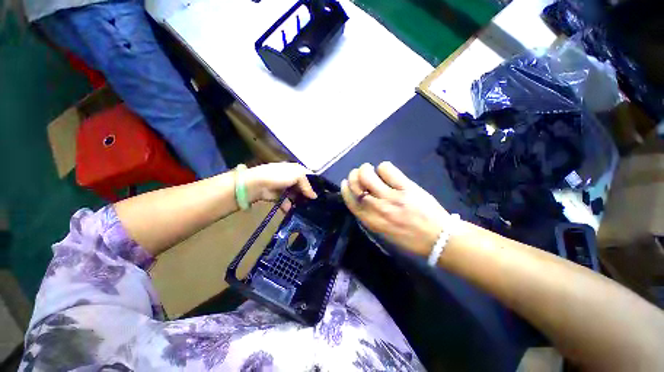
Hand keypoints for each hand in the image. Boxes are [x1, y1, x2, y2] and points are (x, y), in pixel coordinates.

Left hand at [246, 163, 317, 203]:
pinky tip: (293, 210)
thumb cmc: (280, 176)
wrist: (258, 184)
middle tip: (314, 203)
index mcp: (295, 169)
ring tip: (306, 209)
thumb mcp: (298, 175)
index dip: (314, 184)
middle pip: (302, 187)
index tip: (321, 194)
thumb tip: (314, 196)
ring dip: (299, 202)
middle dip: (307, 195)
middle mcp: (290, 177)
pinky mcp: (277, 196)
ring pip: (295, 195)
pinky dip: (289, 206)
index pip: (308, 176)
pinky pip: (286, 202)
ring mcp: (283, 187)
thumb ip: (307, 185)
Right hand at [341, 162, 448, 255]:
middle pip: (356, 186)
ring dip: (365, 169)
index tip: (345, 182)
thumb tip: (363, 199)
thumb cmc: (410, 239)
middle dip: (353, 176)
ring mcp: (392, 197)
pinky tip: (387, 172)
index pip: (351, 201)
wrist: (439, 239)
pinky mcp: (406, 188)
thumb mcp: (384, 233)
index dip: (345, 189)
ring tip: (370, 169)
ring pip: (368, 176)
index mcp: (371, 221)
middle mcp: (378, 208)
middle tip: (359, 173)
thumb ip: (371, 217)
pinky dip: (383, 167)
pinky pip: (387, 170)